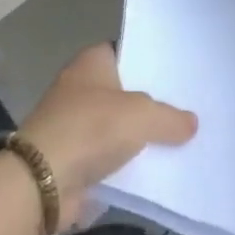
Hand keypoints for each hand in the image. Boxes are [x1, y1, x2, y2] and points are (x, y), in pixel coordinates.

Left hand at [19, 44, 197, 224]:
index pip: (127, 50)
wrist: (42, 183)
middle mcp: (81, 87)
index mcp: (92, 62)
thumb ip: (170, 118)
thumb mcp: (142, 115)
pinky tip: (159, 169)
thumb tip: (191, 124)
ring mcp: (76, 124)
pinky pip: (111, 156)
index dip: (151, 60)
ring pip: (120, 125)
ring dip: (141, 136)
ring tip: (183, 138)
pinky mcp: (75, 159)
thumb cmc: (91, 129)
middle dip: (152, 100)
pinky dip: (129, 163)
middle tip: (189, 106)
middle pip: (125, 90)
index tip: (180, 71)